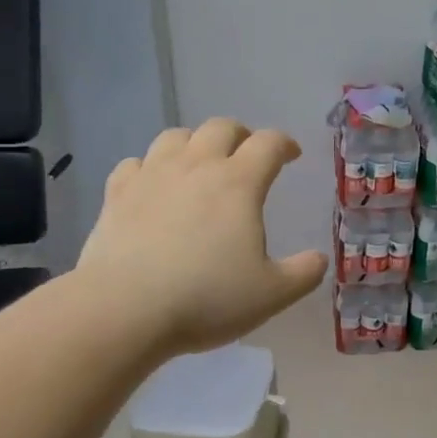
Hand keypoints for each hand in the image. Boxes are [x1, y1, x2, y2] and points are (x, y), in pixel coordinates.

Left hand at [75, 119, 327, 358]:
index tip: (291, 155)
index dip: (284, 144)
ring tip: (200, 163)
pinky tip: (153, 185)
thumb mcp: (271, 294)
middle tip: (247, 155)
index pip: (268, 143)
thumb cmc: (206, 298)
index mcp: (239, 182)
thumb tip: (319, 259)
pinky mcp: (117, 194)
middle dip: (240, 135)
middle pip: (221, 127)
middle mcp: (196, 166)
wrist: (124, 310)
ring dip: (194, 143)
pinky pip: (135, 163)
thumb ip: (303, 273)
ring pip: (175, 136)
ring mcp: (152, 176)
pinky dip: (150, 167)